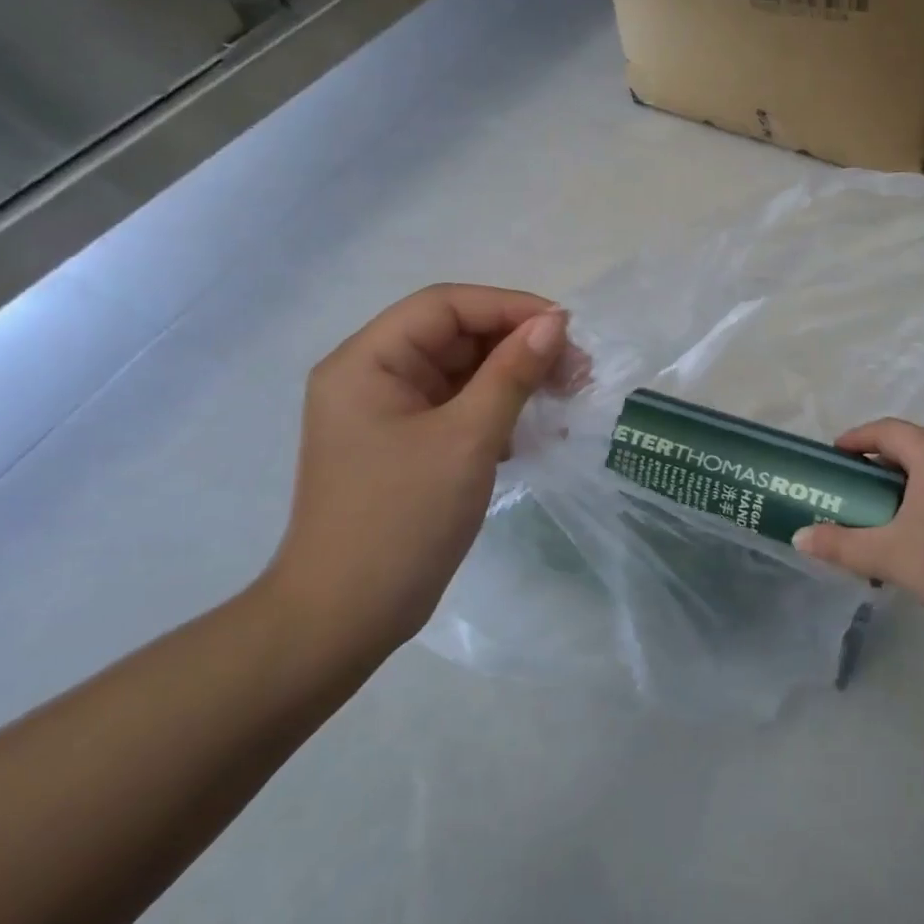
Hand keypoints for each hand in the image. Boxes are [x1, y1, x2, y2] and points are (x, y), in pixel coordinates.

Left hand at [260, 284, 579, 663]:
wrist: (347, 616)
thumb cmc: (402, 519)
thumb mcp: (467, 439)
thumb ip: (512, 374)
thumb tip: (554, 323)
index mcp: (368, 362)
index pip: (445, 306)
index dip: (509, 307)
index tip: (566, 328)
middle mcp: (373, 377)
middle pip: (455, 336)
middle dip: (518, 346)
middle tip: (576, 370)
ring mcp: (389, 414)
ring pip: (462, 373)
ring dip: (515, 379)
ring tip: (566, 397)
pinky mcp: (407, 445)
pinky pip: (460, 408)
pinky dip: (499, 410)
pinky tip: (535, 429)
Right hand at [793, 419, 923, 634]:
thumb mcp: (888, 554)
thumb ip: (840, 543)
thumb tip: (799, 537)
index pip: (888, 431)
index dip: (857, 438)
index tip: (835, 454)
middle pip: (914, 445)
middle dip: (881, 461)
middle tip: (855, 485)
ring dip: (908, 481)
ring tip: (883, 510)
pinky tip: (921, 531)